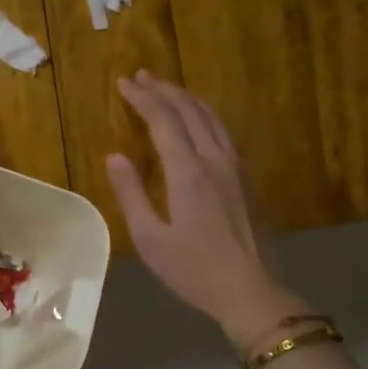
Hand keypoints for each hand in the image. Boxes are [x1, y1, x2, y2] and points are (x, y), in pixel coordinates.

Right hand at [106, 71, 311, 350]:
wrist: (252, 291)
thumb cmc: (194, 270)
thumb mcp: (150, 238)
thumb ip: (131, 193)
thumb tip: (115, 156)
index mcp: (188, 172)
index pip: (163, 120)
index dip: (142, 98)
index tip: (123, 83)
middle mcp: (215, 159)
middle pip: (190, 111)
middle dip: (163, 90)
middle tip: (140, 76)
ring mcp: (236, 167)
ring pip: (211, 118)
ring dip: (186, 98)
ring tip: (166, 88)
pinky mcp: (247, 178)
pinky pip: (223, 132)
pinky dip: (204, 115)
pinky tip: (198, 120)